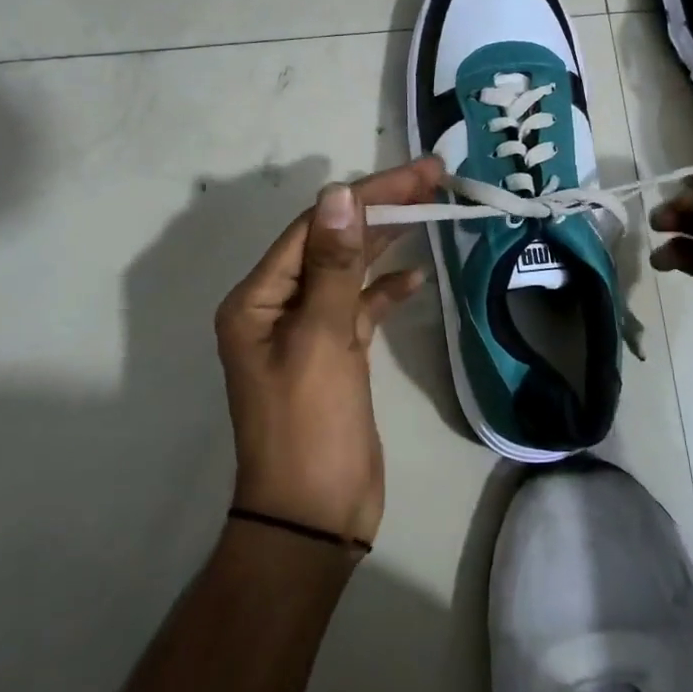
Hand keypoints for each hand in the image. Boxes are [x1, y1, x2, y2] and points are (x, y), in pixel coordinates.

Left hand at [213, 156, 444, 545]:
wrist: (313, 517)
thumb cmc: (308, 427)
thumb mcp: (320, 340)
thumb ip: (333, 266)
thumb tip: (339, 194)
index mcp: (258, 298)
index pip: (316, 227)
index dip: (366, 195)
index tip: (416, 174)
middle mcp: (278, 306)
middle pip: (334, 241)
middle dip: (382, 208)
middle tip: (434, 177)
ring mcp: (308, 330)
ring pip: (350, 269)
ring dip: (387, 241)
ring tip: (432, 209)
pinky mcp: (336, 353)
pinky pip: (361, 306)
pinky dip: (386, 290)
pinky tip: (416, 277)